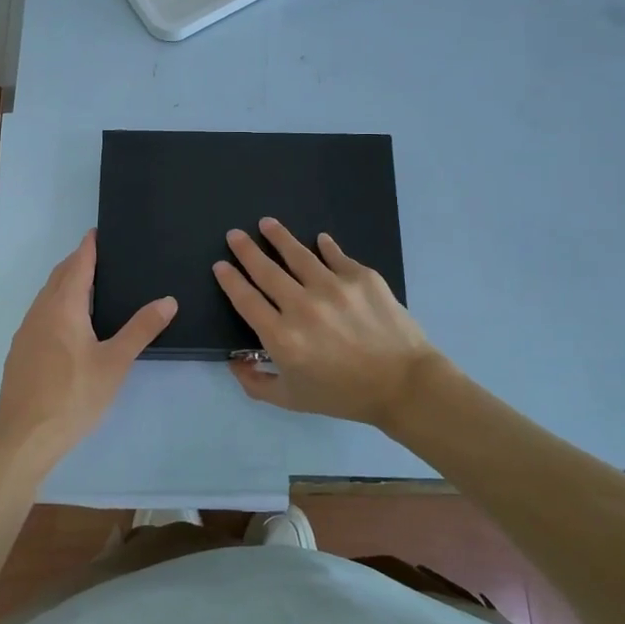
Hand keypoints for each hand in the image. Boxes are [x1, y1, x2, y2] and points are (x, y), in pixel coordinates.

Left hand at [0, 230, 175, 461]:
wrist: (24, 435)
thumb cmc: (73, 395)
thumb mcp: (115, 363)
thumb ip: (141, 329)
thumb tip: (168, 300)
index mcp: (64, 307)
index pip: (78, 265)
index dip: (88, 247)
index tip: (98, 232)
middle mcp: (40, 311)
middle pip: (59, 276)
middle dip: (77, 262)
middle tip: (99, 256)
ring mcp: (26, 331)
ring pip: (46, 296)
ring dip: (65, 283)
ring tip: (88, 285)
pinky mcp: (20, 351)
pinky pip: (40, 314)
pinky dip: (56, 304)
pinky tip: (68, 324)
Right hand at [213, 218, 437, 426]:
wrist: (404, 384)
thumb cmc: (344, 396)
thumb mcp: (292, 400)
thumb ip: (256, 383)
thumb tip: (234, 362)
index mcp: (282, 337)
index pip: (246, 300)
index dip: (230, 280)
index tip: (220, 265)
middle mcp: (302, 306)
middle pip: (266, 270)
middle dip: (246, 250)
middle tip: (234, 235)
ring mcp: (333, 287)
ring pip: (298, 254)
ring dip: (279, 237)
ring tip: (266, 223)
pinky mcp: (361, 277)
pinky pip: (336, 255)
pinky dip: (325, 246)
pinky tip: (319, 239)